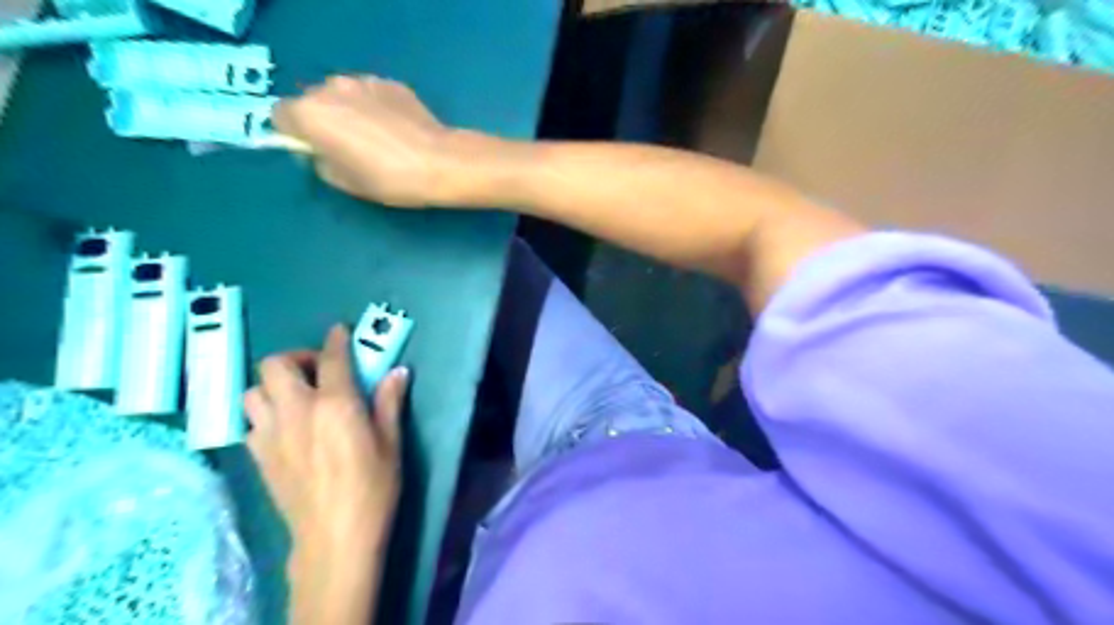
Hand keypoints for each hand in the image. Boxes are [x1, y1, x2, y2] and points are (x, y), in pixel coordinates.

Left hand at [244, 325, 407, 558]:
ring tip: (298, 396)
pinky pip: (251, 421)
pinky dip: (267, 413)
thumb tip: (398, 371)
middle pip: (276, 365)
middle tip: (319, 370)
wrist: (335, 536)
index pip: (332, 357)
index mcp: (335, 404)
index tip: (340, 331)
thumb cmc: (373, 486)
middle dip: (297, 357)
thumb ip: (389, 401)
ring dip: (274, 385)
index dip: (336, 339)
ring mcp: (270, 433)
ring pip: (253, 391)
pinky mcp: (258, 456)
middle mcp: (296, 410)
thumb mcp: (391, 441)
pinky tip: (287, 427)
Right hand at [274, 74, 450, 207]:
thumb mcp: (345, 182)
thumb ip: (320, 162)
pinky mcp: (391, 83)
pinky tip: (397, 130)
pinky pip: (371, 94)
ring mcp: (363, 81)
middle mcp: (330, 88)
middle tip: (349, 148)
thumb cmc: (389, 179)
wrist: (440, 163)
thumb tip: (321, 152)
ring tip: (377, 139)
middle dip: (323, 121)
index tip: (315, 152)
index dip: (295, 135)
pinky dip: (376, 108)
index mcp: (310, 113)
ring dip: (349, 111)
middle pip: (312, 101)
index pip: (280, 116)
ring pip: (343, 95)